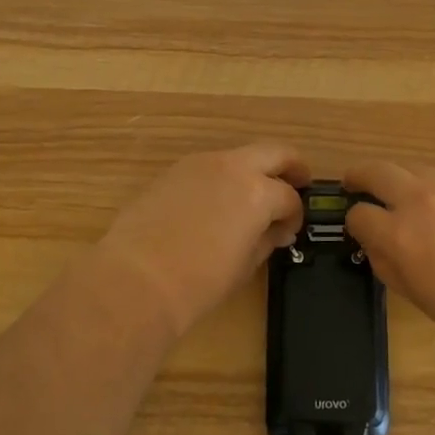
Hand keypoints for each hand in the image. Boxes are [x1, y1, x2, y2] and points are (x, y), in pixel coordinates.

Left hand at [98, 143, 308, 339]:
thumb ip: (267, 239)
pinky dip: (223, 177)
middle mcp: (234, 167)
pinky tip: (216, 203)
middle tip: (298, 183)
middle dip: (291, 166)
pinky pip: (210, 166)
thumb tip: (277, 229)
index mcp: (258, 191)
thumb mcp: (245, 265)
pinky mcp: (175, 170)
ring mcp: (202, 163)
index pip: (289, 197)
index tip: (290, 230)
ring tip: (252, 198)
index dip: (295, 215)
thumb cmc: (199, 283)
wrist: (136, 280)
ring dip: (253, 170)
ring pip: (240, 156)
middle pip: (274, 152)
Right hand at [345, 160, 434, 359]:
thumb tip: (376, 246)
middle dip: (359, 175)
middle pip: (377, 171)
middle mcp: (420, 199)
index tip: (358, 227)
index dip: (354, 222)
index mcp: (400, 234)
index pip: (359, 215)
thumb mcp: (419, 297)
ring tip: (400, 191)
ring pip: (412, 167)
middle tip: (354, 181)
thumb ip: (388, 266)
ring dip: (398, 177)